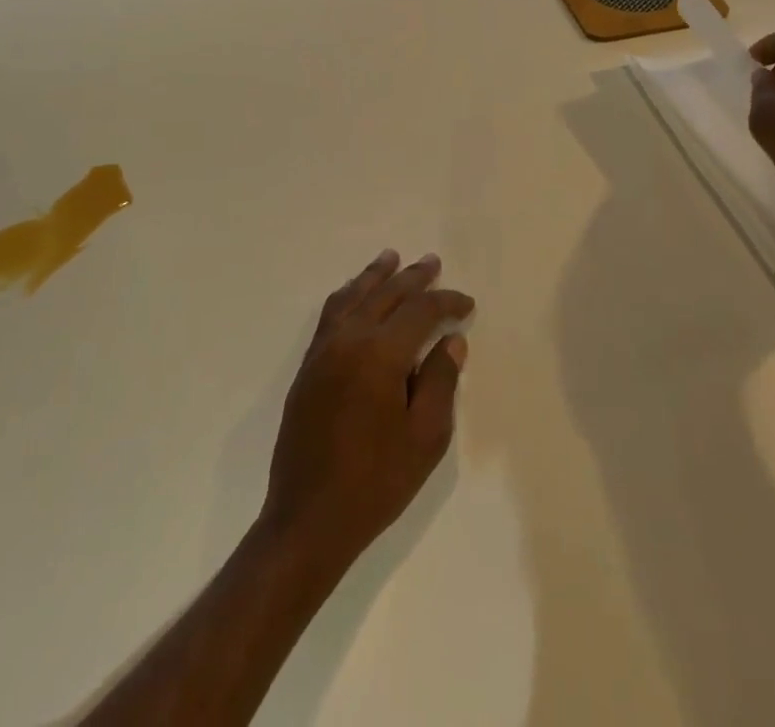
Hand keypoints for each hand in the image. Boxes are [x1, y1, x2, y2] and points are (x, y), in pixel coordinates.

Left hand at [260, 251, 473, 576]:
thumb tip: (450, 339)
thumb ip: (440, 380)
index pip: (419, 311)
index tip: (467, 303)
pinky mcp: (308, 366)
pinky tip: (356, 294)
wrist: (309, 517)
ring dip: (375, 275)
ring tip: (391, 258)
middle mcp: (349, 339)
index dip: (446, 301)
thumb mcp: (426, 437)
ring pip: (352, 296)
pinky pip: (331, 314)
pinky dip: (349, 295)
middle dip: (412, 277)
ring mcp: (323, 350)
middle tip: (432, 262)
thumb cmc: (377, 481)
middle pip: (384, 293)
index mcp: (381, 353)